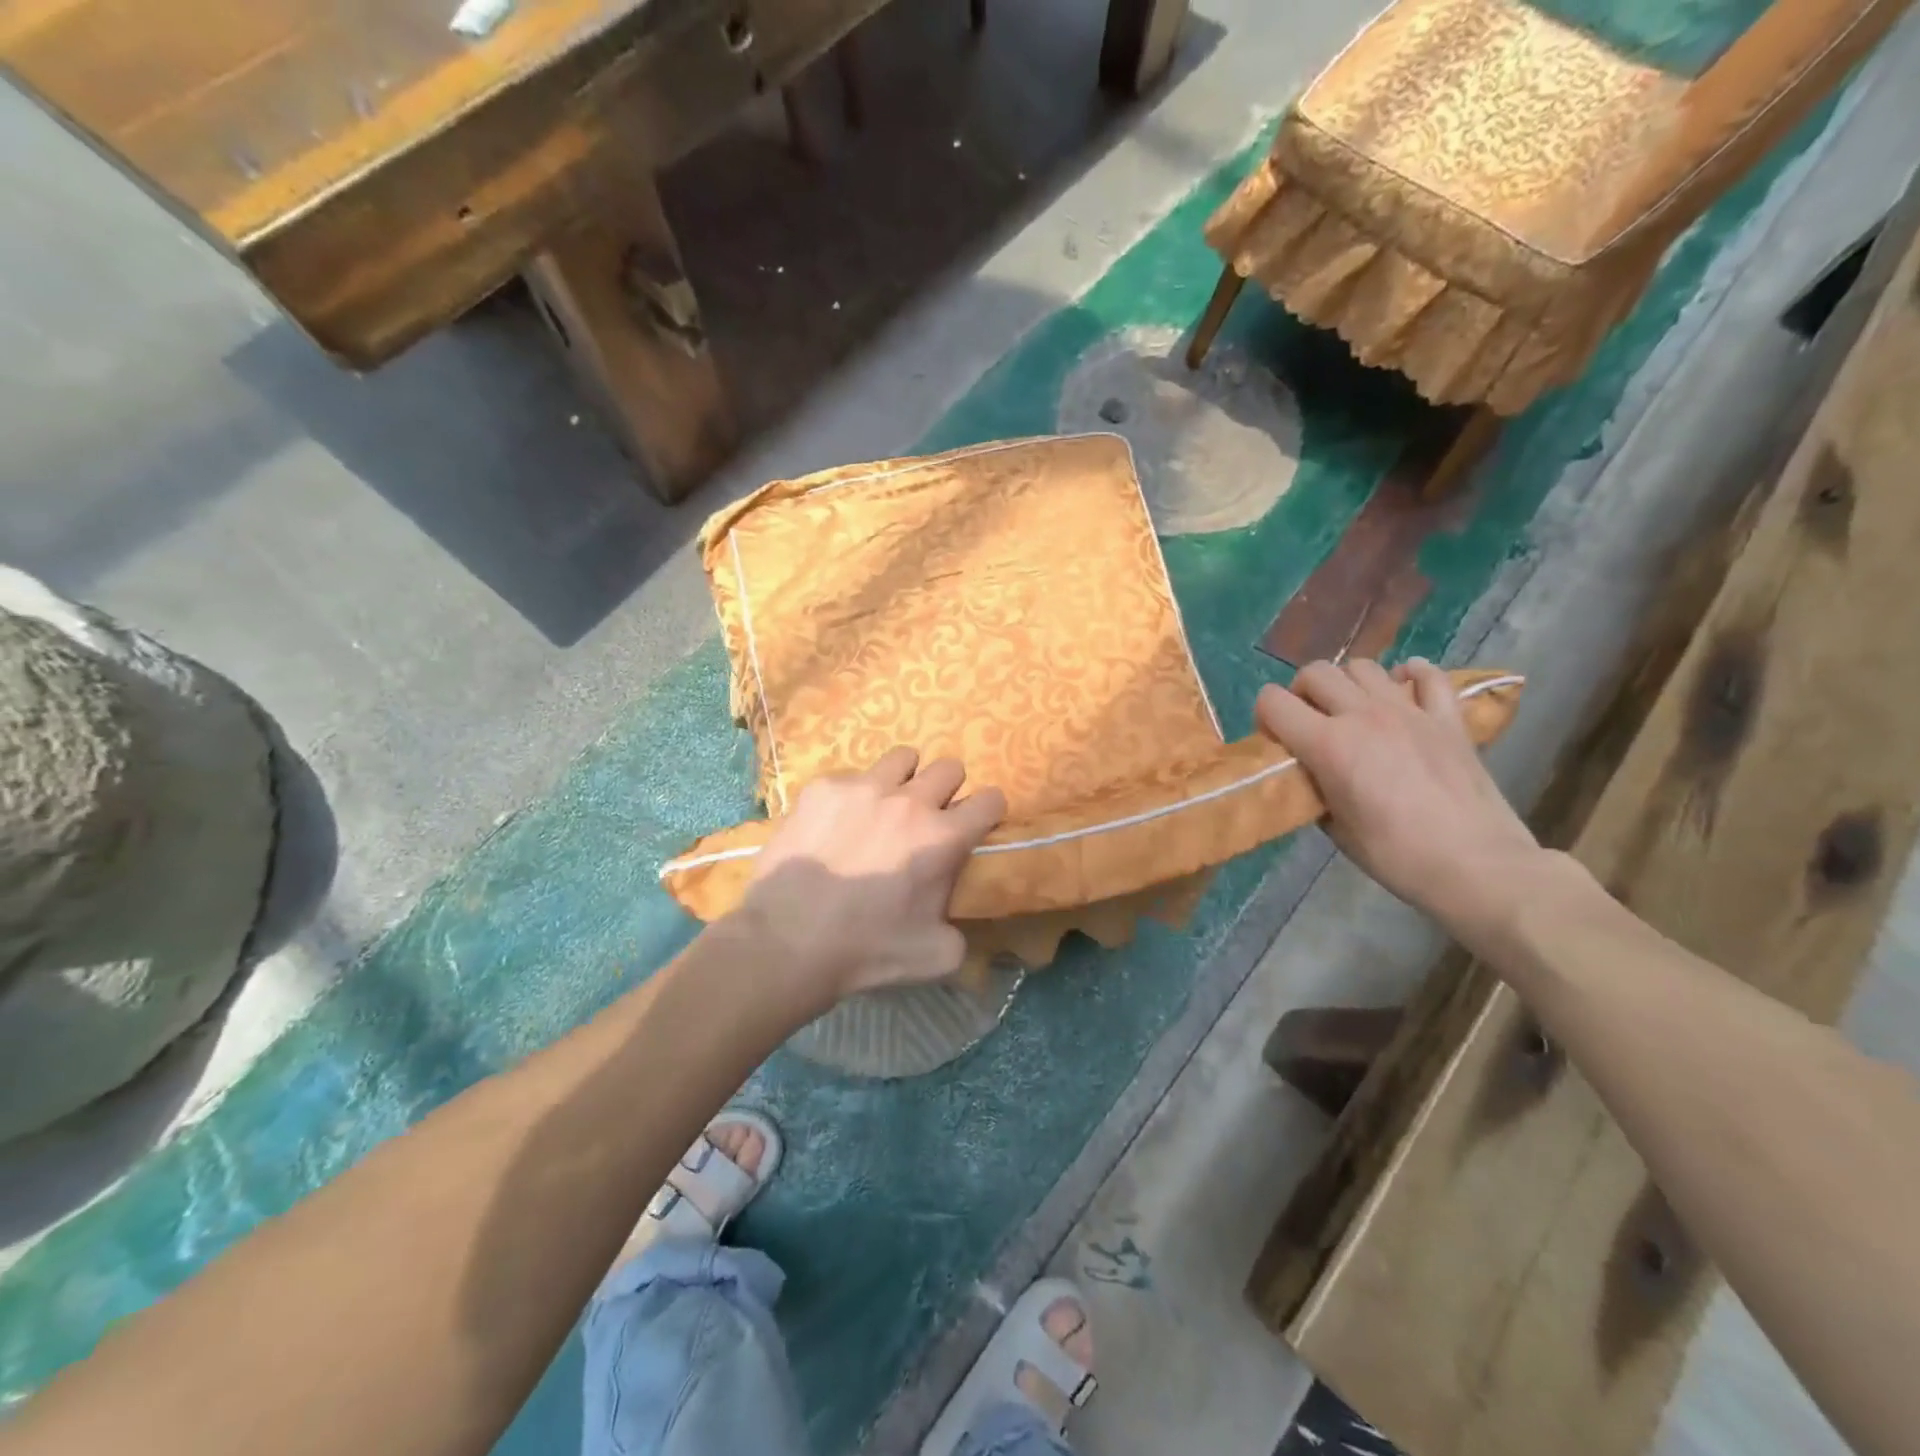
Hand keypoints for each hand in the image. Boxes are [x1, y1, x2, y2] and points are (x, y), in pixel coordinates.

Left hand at [734, 747, 1006, 1006]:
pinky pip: (851, 776)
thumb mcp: (936, 956)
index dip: (987, 812)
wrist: (787, 941)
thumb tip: (955, 916)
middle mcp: (909, 801)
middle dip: (947, 790)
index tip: (975, 825)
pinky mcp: (823, 788)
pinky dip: (853, 796)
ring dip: (904, 779)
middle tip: (929, 817)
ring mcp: (863, 788)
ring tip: (885, 806)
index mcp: (943, 838)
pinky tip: (836, 824)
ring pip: (903, 758)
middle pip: (950, 767)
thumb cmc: (866, 950)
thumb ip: (961, 930)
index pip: (991, 799)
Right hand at [1255, 657, 1542, 939]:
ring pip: (1363, 667)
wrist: (1477, 866)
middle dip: (1301, 693)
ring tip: (1352, 711)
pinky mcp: (1448, 718)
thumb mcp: (1335, 827)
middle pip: (1316, 673)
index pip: (1273, 701)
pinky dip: (1410, 676)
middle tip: (1308, 722)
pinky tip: (1403, 692)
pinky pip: (1427, 676)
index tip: (1275, 740)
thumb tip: (1311, 774)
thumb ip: (1315, 788)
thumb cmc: (1396, 855)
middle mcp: (1363, 715)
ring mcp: (1409, 711)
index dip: (1265, 717)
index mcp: (1328, 744)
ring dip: (1348, 684)